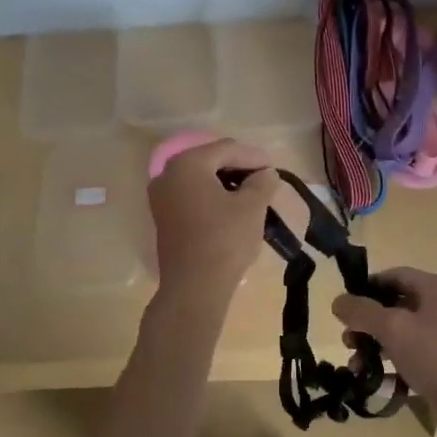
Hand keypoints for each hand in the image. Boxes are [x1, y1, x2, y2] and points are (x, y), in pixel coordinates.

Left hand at [148, 138, 278, 309]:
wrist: (194, 287)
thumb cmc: (224, 240)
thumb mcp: (252, 207)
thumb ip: (262, 182)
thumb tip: (266, 174)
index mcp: (188, 164)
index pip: (226, 148)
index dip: (254, 156)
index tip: (274, 169)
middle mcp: (168, 174)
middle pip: (210, 160)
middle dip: (239, 167)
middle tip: (264, 179)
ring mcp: (161, 197)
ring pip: (200, 179)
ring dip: (226, 182)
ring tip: (252, 194)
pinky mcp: (163, 218)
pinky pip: (191, 196)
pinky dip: (212, 196)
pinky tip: (231, 208)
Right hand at [331, 267, 436, 436]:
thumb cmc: (435, 356)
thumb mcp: (393, 328)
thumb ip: (362, 312)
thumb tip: (338, 302)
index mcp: (436, 288)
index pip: (394, 275)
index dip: (367, 288)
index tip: (345, 308)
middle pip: (395, 305)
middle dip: (367, 323)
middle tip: (348, 341)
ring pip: (400, 333)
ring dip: (375, 346)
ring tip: (356, 365)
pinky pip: (410, 355)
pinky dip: (391, 363)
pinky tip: (374, 379)